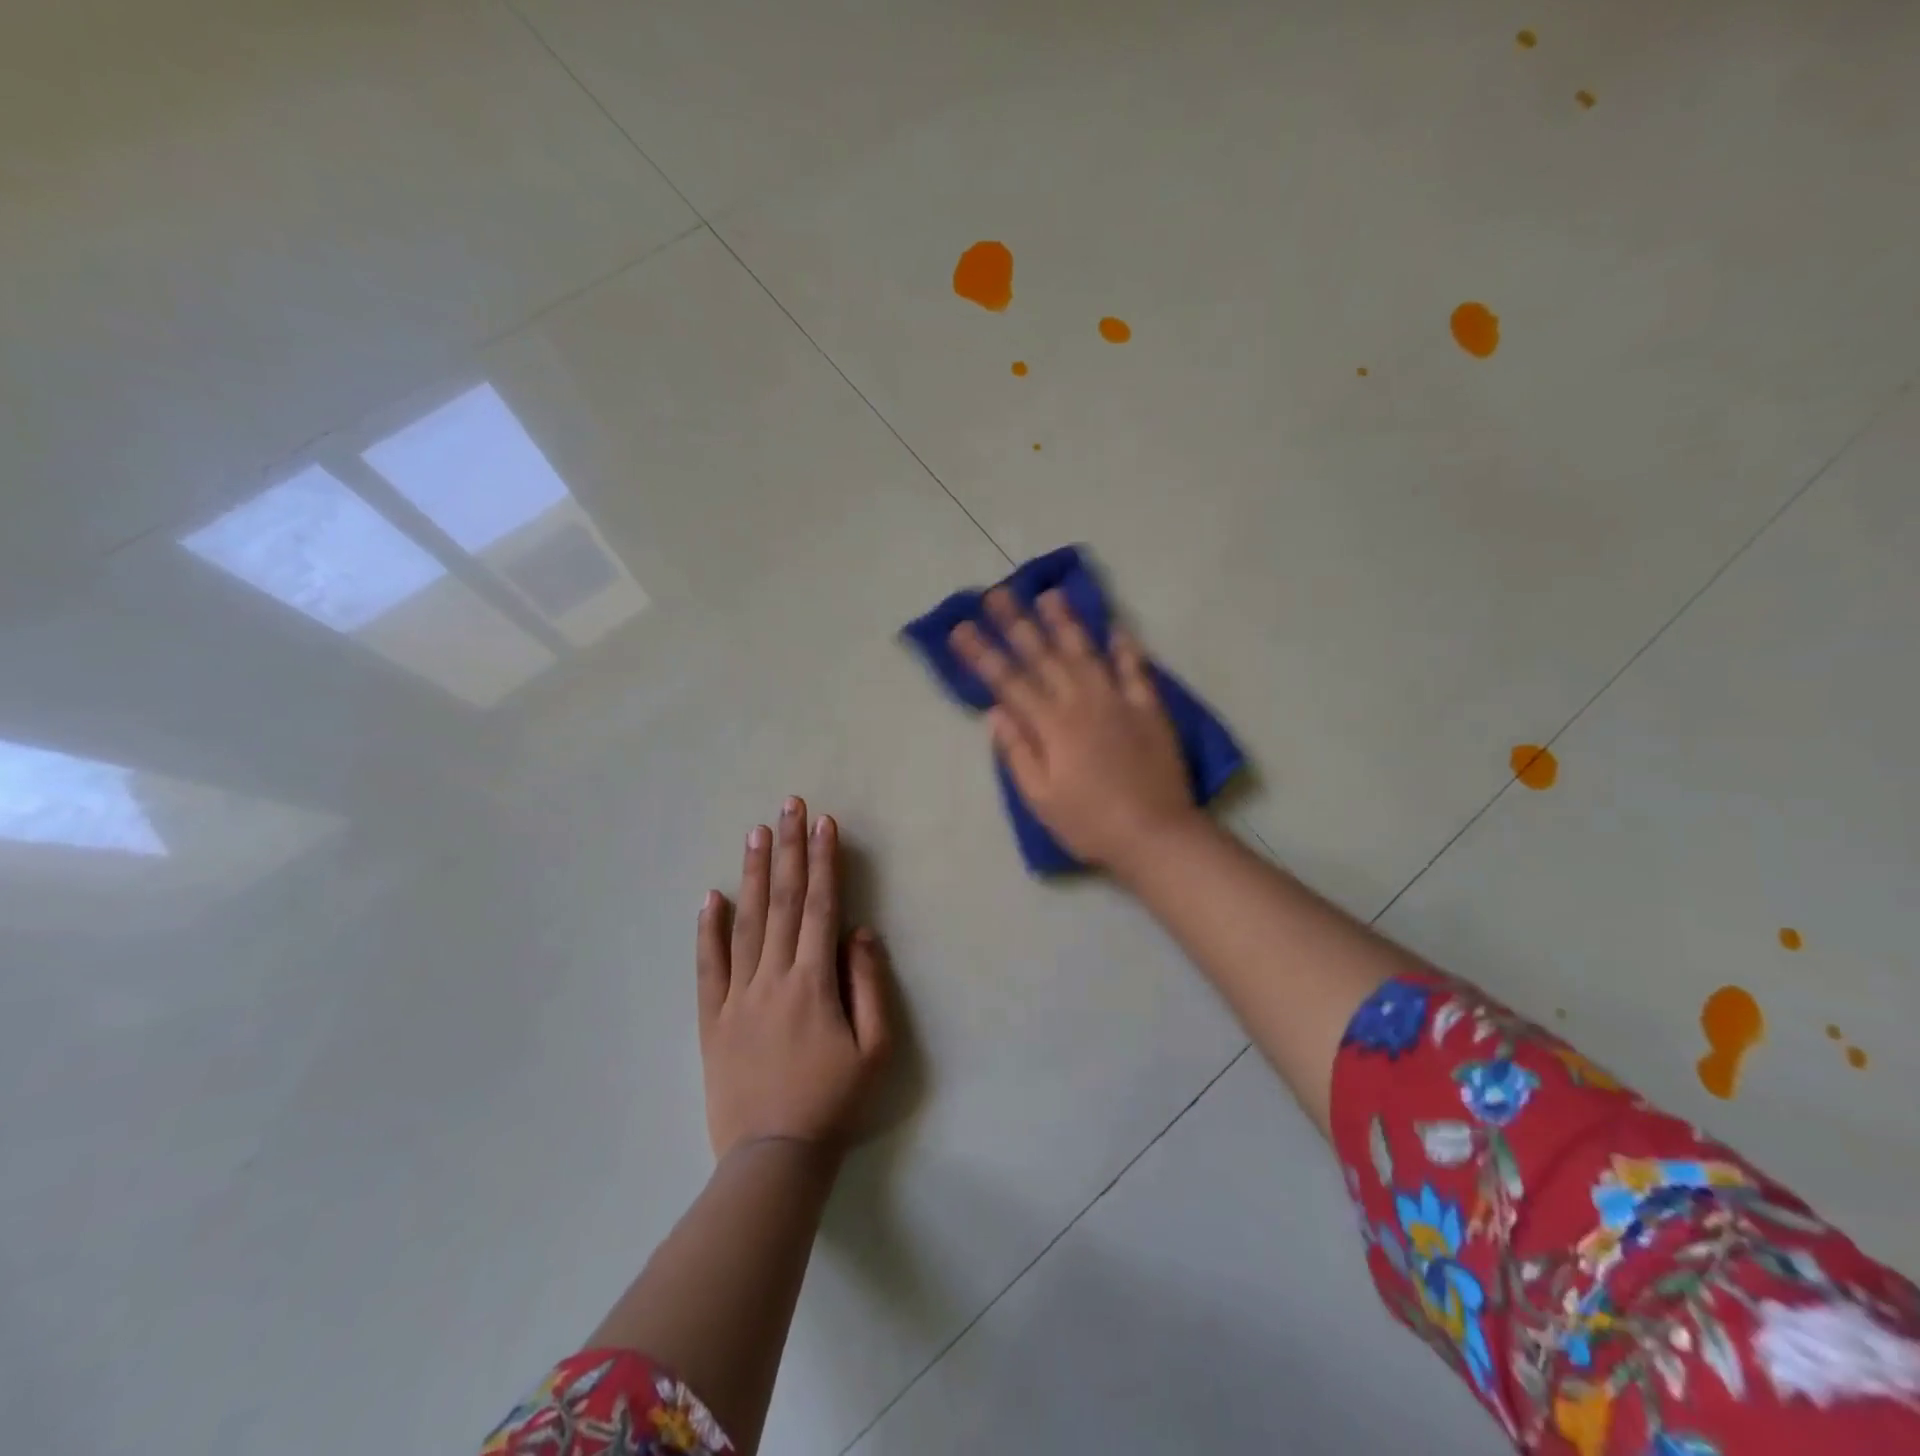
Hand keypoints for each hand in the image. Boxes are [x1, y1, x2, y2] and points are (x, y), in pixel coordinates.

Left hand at [697, 798, 890, 1160]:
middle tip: (789, 805)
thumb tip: (860, 932)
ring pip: (746, 923)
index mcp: (814, 982)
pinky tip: (710, 897)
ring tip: (756, 832)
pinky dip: (708, 930)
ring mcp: (737, 996)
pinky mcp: (712, 1019)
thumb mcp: (876, 1049)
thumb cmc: (835, 1103)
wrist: (774, 1158)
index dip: (824, 862)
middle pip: (783, 902)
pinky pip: (708, 967)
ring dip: (753, 874)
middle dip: (789, 849)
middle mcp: (773, 977)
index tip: (824, 823)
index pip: (820, 907)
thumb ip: (869, 985)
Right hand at [950, 589, 1197, 868]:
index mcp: (1052, 726)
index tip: (961, 628)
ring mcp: (1118, 701)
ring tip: (1049, 594)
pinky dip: (1125, 647)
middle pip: (1043, 656)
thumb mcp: (1041, 799)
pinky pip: (1136, 670)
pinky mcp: (1149, 709)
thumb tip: (995, 713)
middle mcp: (1082, 703)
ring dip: (1066, 622)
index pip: (1008, 682)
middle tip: (997, 593)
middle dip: (1016, 623)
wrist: (1155, 835)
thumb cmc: (1089, 824)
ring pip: (1086, 652)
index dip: (983, 654)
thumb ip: (1018, 753)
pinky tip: (1115, 627)